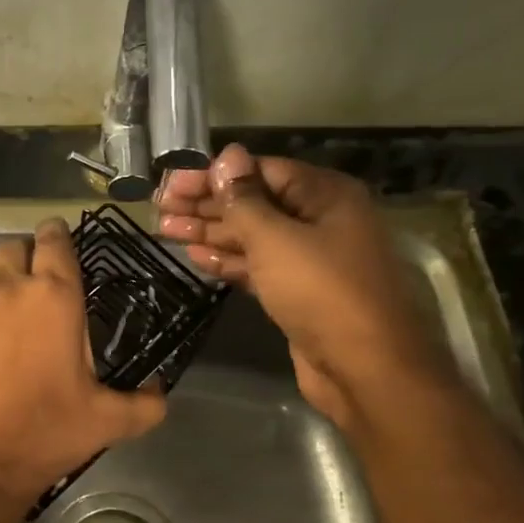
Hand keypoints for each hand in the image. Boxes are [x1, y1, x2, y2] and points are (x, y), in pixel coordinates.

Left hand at [0, 218, 167, 522]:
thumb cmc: (42, 437)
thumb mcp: (106, 423)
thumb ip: (143, 402)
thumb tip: (160, 392)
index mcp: (52, 298)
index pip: (56, 240)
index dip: (57, 238)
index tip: (57, 246)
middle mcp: (1, 287)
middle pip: (12, 251)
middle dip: (23, 266)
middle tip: (29, 304)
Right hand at [156, 143, 454, 429]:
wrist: (364, 368)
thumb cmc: (321, 292)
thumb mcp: (276, 238)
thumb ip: (244, 199)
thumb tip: (226, 154)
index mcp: (324, 195)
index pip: (259, 170)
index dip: (213, 176)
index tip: (171, 183)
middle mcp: (319, 220)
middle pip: (254, 203)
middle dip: (206, 205)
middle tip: (159, 208)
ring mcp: (309, 258)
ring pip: (252, 236)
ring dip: (209, 233)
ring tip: (165, 230)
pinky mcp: (297, 291)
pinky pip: (257, 266)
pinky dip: (227, 261)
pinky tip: (195, 257)